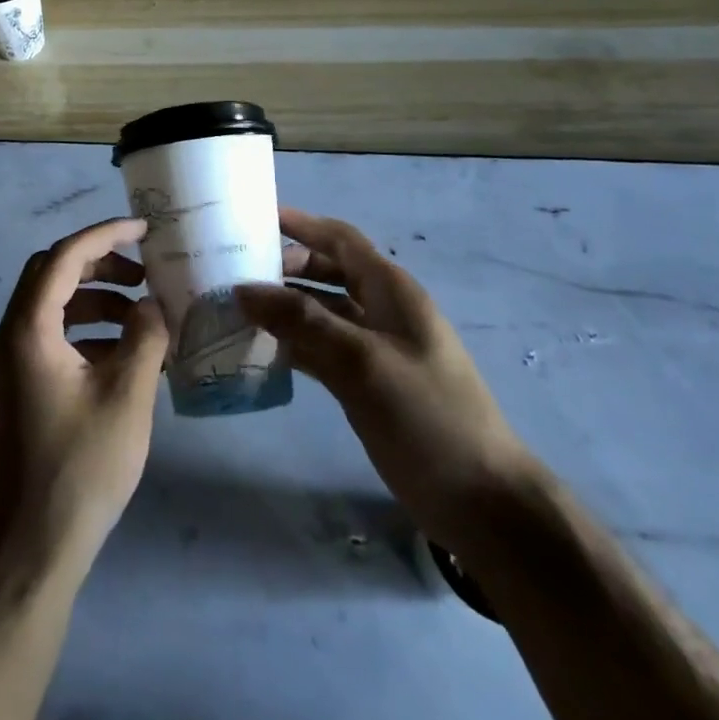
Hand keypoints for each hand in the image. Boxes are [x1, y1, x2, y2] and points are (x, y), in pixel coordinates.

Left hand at [0, 218, 169, 584]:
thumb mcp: (127, 396)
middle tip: (143, 275)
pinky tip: (123, 357)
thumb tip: (152, 305)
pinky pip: (51, 338)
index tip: (145, 230)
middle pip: (52, 274)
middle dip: (100, 265)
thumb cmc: (80, 468)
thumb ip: (144, 337)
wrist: (30, 550)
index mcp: (29, 328)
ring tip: (142, 318)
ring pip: (52, 306)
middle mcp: (11, 336)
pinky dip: (86, 332)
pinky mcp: (17, 389)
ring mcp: (10, 365)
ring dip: (96, 300)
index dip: (105, 235)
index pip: (65, 257)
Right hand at [236, 208, 528, 547]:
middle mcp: (381, 310)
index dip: (302, 224)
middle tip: (236, 273)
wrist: (482, 501)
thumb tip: (244, 288)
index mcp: (390, 290)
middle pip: (327, 272)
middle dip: (286, 267)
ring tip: (237, 309)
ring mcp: (374, 348)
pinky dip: (293, 344)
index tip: (256, 218)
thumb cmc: (427, 415)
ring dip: (284, 308)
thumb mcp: (362, 361)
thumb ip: (303, 321)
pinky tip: (260, 350)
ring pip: (321, 313)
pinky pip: (322, 349)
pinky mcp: (366, 383)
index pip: (340, 239)